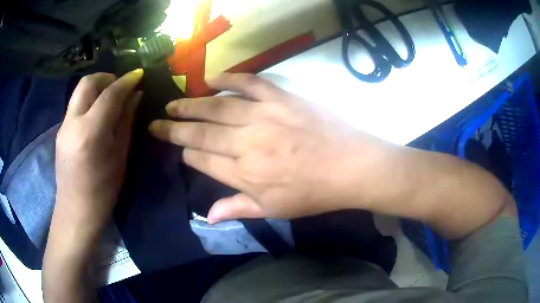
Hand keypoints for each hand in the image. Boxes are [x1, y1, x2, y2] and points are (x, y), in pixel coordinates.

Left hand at [44, 71, 142, 302]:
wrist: (76, 211)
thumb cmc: (103, 191)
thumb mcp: (119, 156)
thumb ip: (125, 121)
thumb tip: (135, 96)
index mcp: (91, 132)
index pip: (109, 94)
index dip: (126, 81)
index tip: (139, 74)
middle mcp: (73, 123)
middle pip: (88, 82)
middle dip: (107, 77)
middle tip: (121, 85)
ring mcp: (63, 126)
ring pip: (80, 91)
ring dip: (97, 87)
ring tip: (110, 97)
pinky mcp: (60, 130)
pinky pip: (76, 105)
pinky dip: (89, 100)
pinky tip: (97, 113)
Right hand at [150, 73, 397, 223]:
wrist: (351, 166)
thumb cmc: (314, 192)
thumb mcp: (275, 210)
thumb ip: (237, 209)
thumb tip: (206, 216)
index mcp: (244, 173)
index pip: (203, 160)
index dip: (187, 153)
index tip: (179, 148)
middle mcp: (247, 143)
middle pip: (201, 133)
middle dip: (174, 128)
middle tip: (156, 122)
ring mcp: (263, 116)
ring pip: (216, 108)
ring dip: (191, 105)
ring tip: (173, 103)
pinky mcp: (280, 98)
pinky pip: (249, 83)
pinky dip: (228, 79)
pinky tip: (210, 78)